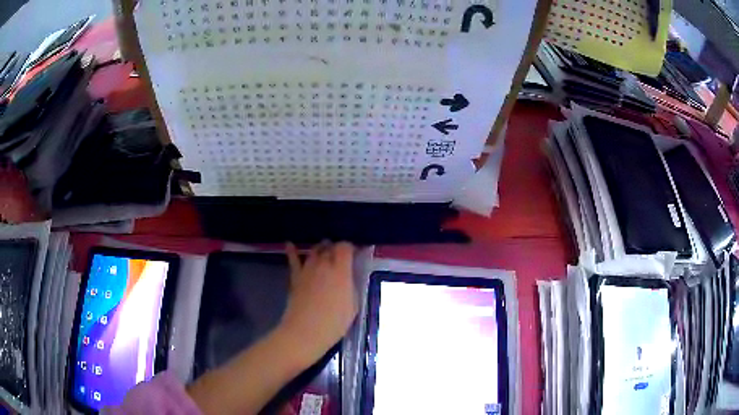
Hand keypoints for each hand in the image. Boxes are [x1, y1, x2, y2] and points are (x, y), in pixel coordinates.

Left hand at [279, 241, 357, 363]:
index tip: (354, 253)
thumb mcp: (353, 306)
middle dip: (336, 248)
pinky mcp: (295, 277)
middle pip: (329, 247)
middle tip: (341, 256)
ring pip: (314, 251)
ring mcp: (307, 269)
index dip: (350, 247)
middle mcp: (323, 264)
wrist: (305, 332)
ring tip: (324, 251)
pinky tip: (290, 244)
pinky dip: (292, 251)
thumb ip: (352, 287)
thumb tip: (349, 278)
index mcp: (341, 271)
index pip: (345, 247)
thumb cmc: (334, 323)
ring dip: (321, 249)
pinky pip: (293, 260)